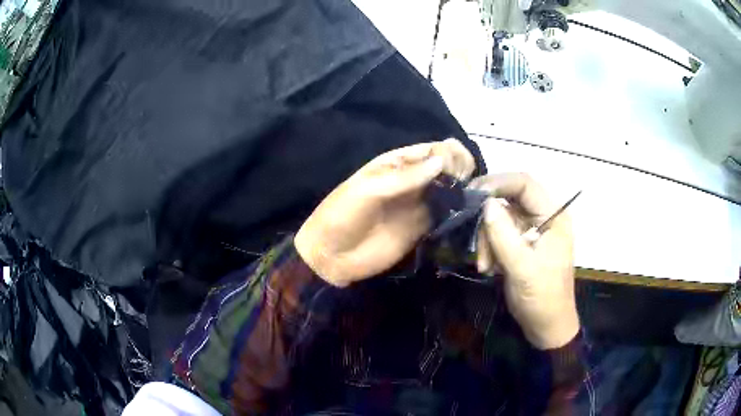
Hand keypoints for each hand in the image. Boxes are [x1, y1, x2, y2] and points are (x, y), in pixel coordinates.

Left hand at [295, 139, 475, 287]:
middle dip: (462, 169)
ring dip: (464, 190)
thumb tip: (442, 162)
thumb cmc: (342, 216)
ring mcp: (419, 204)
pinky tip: (467, 215)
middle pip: (447, 166)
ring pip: (451, 189)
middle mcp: (413, 180)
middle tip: (464, 185)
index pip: (433, 149)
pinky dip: (459, 212)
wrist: (331, 256)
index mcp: (397, 164)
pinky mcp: (423, 227)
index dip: (450, 154)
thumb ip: (404, 177)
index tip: (456, 170)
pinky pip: (446, 214)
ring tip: (470, 200)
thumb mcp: (368, 190)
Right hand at [470, 173, 578, 348]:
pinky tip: (489, 268)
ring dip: (488, 239)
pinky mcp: (522, 244)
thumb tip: (484, 204)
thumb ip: (504, 235)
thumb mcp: (522, 268)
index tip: (472, 194)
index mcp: (554, 216)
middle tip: (472, 233)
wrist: (547, 327)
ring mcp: (532, 231)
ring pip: (501, 218)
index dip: (498, 183)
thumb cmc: (542, 298)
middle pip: (510, 200)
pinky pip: (500, 235)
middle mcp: (544, 217)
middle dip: (489, 219)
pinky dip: (490, 248)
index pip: (525, 184)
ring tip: (485, 265)